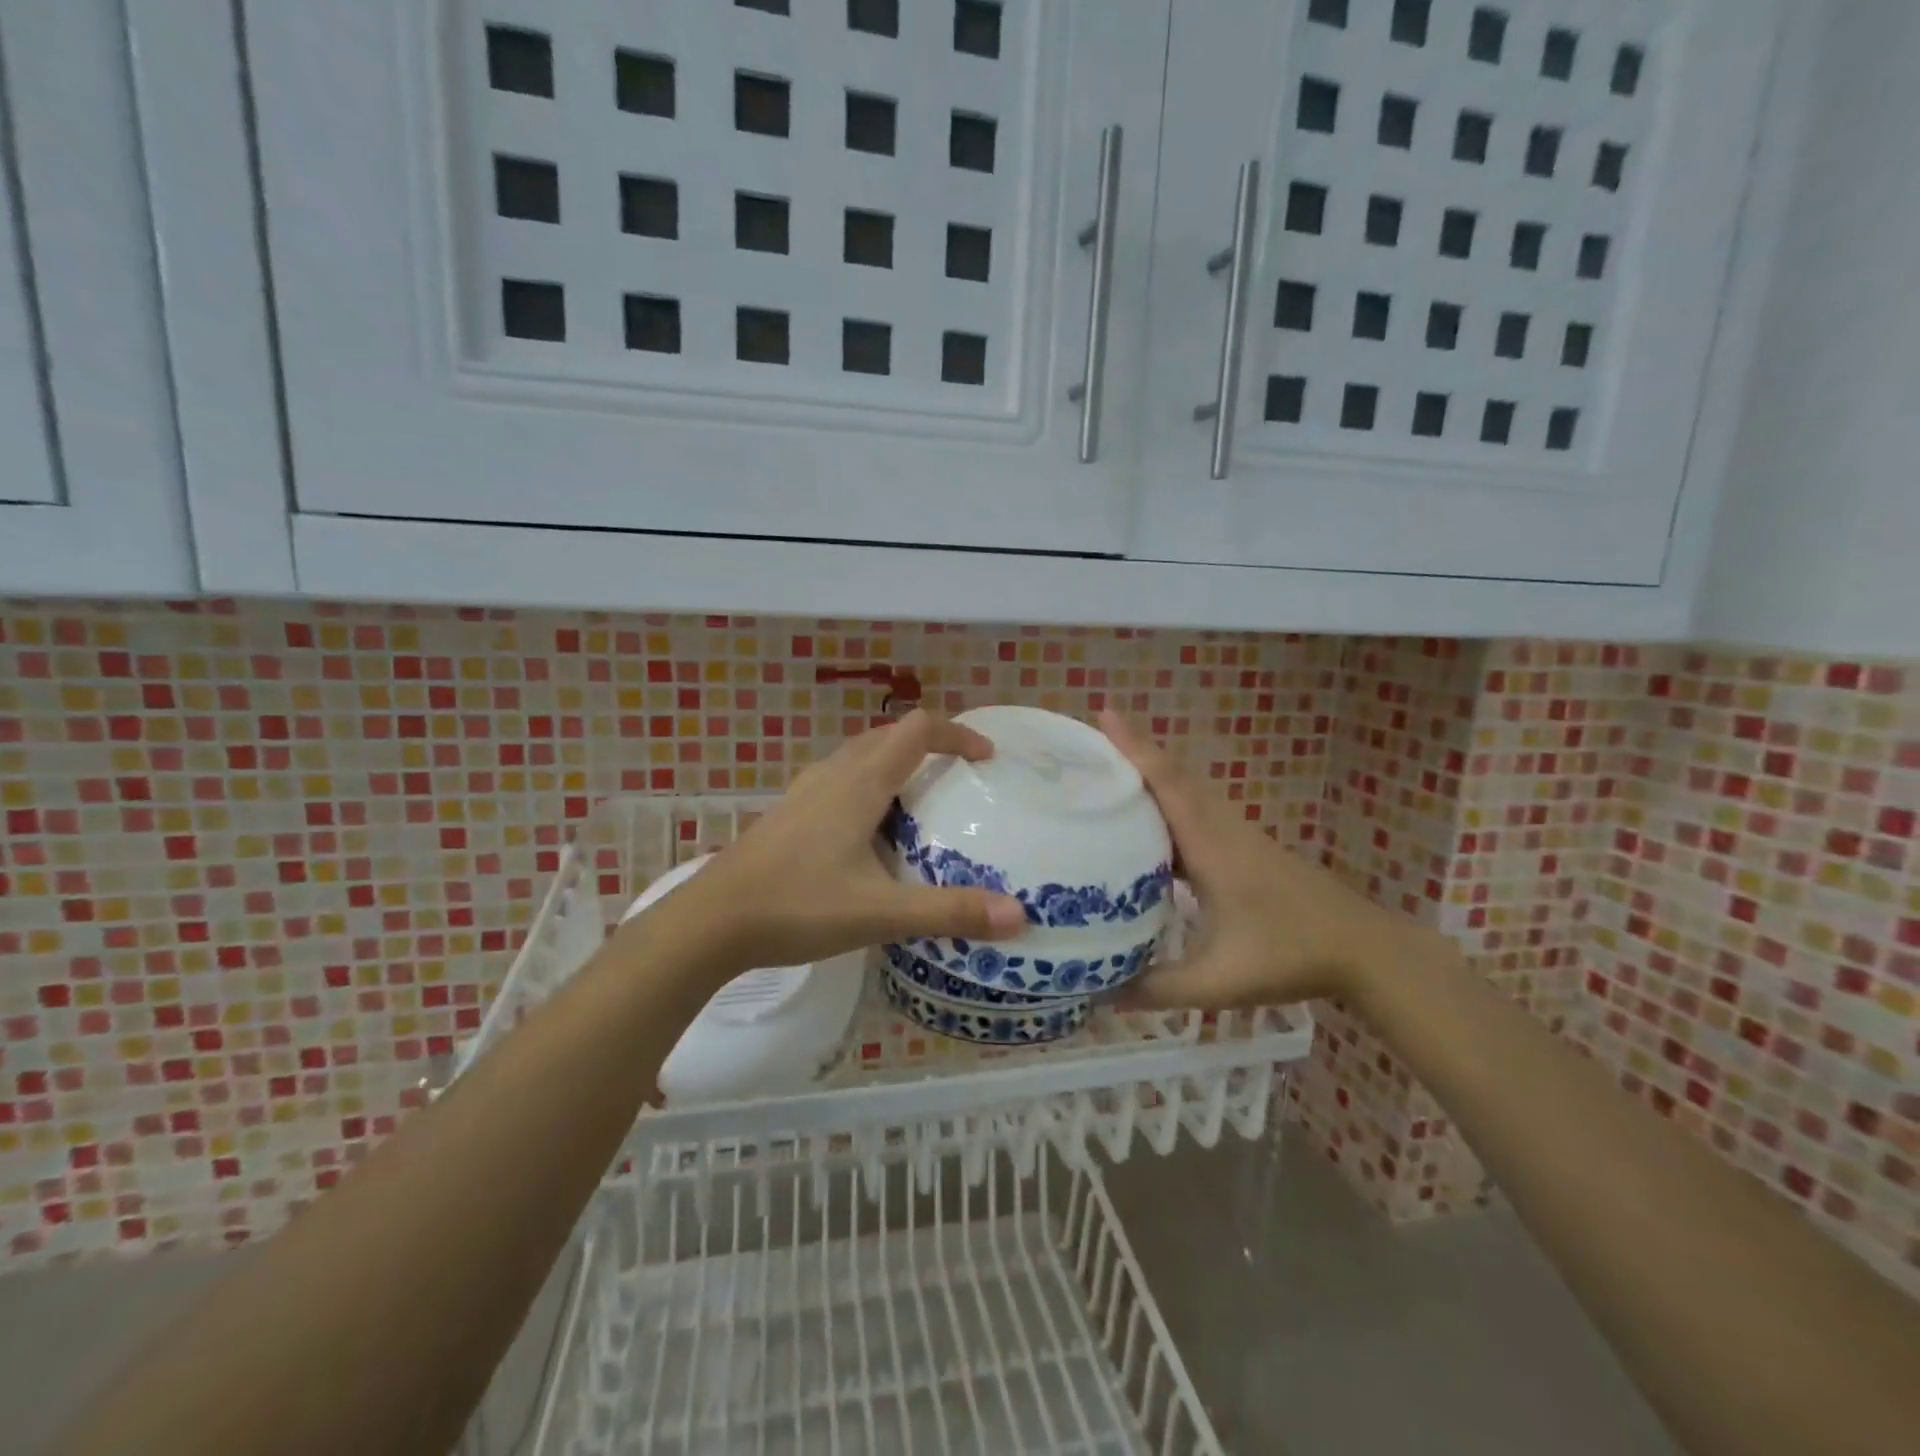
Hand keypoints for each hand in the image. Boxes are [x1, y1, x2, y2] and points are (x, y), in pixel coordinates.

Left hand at [671, 710, 1028, 975]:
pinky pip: (838, 780)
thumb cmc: (797, 906)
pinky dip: (867, 786)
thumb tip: (1020, 916)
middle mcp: (833, 775)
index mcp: (861, 783)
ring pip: (859, 756)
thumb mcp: (880, 912)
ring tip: (919, 801)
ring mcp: (805, 792)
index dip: (957, 734)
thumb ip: (949, 912)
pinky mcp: (787, 814)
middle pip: (889, 736)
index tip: (986, 757)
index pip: (917, 730)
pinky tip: (867, 832)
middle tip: (959, 778)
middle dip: (929, 745)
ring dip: (895, 763)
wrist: (711, 922)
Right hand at [1100, 711, 1423, 1009]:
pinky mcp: (1247, 850)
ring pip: (1188, 793)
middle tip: (1089, 743)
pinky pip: (1198, 813)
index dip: (1135, 748)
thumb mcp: (1218, 981)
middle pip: (1174, 777)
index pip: (1168, 784)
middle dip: (1134, 753)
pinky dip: (1169, 805)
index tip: (1105, 712)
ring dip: (1151, 776)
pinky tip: (1150, 828)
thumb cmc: (1291, 955)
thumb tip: (1099, 995)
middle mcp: (1223, 830)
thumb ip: (1158, 989)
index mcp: (1212, 847)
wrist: (1364, 951)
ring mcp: (1238, 837)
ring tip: (1108, 776)